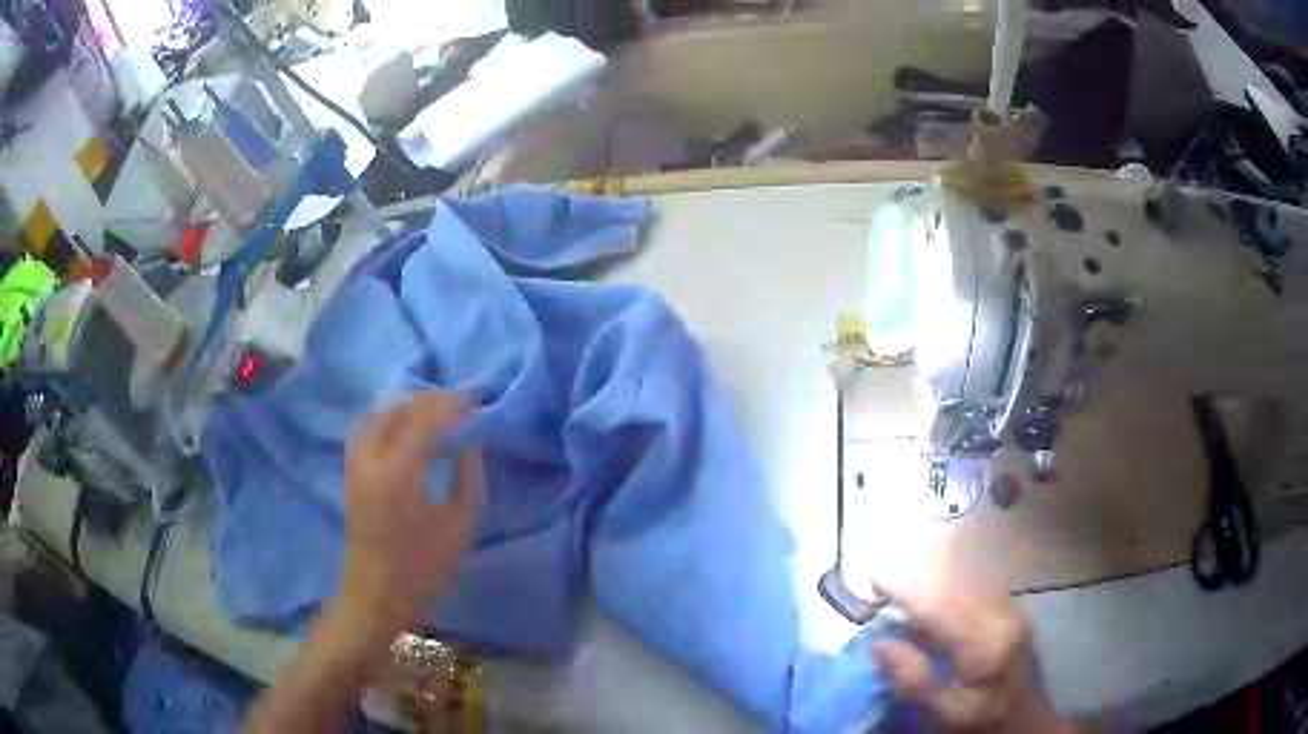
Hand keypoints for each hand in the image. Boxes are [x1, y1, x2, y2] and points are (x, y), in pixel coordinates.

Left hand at [339, 392, 483, 631]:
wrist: (376, 598)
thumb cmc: (423, 571)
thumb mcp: (460, 527)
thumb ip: (468, 478)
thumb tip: (469, 443)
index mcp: (399, 474)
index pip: (424, 420)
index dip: (451, 405)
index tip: (476, 400)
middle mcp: (370, 460)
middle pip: (397, 409)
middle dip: (429, 399)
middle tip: (459, 403)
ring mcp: (355, 466)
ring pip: (376, 414)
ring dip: (405, 405)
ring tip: (432, 410)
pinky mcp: (350, 475)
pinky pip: (365, 429)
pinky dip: (386, 417)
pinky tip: (403, 427)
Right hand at [869, 559, 1069, 732]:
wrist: (1031, 725)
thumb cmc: (984, 726)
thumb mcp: (945, 716)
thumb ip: (915, 681)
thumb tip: (879, 642)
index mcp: (986, 646)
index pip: (940, 605)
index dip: (905, 586)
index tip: (871, 575)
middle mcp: (1004, 617)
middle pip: (955, 582)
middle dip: (915, 574)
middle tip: (879, 579)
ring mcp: (1013, 610)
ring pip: (968, 577)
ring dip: (933, 573)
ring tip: (900, 581)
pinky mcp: (1014, 611)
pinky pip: (978, 584)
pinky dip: (951, 581)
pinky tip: (934, 590)